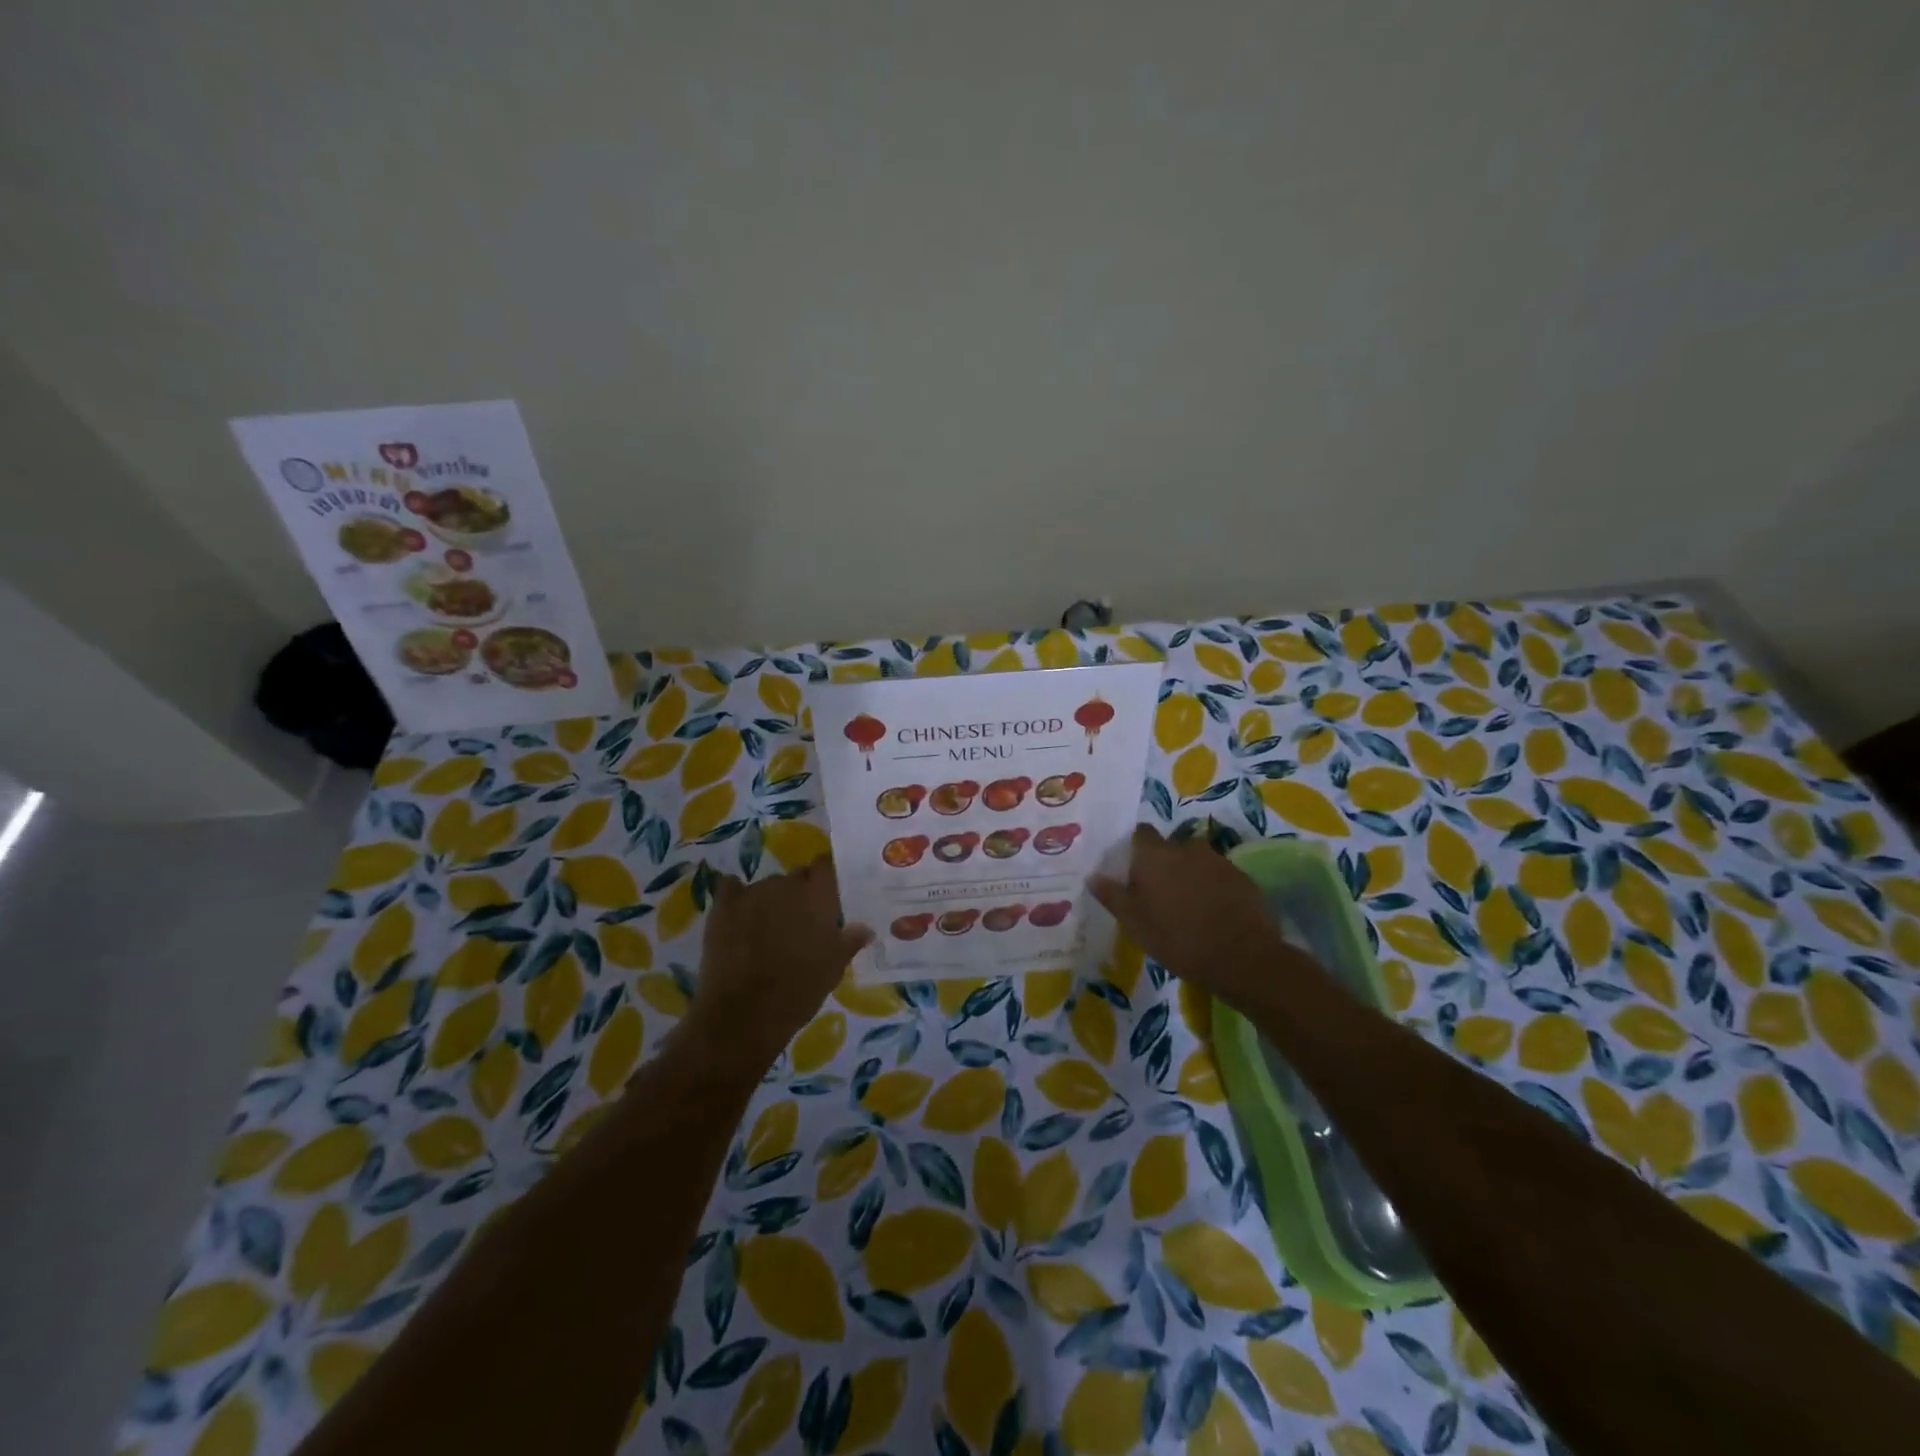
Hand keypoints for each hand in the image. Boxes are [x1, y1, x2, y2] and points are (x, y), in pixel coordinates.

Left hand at [682, 857, 872, 1077]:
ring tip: (768, 928)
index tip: (827, 893)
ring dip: (771, 900)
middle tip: (800, 920)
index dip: (826, 877)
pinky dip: (736, 896)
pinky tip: (738, 913)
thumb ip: (850, 941)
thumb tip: (865, 928)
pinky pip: (731, 888)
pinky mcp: (723, 906)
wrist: (745, 1013)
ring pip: (767, 886)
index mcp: (818, 896)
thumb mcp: (834, 968)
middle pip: (796, 876)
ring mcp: (752, 892)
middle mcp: (786, 885)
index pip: (826, 865)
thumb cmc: (800, 990)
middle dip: (799, 892)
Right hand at [1089, 826, 1293, 1007]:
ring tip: (1188, 906)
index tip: (1133, 869)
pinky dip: (1213, 888)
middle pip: (1170, 848)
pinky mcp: (1242, 878)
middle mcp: (1186, 848)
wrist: (1242, 957)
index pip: (1141, 833)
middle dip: (1164, 864)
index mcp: (1155, 855)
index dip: (1136, 848)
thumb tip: (1093, 875)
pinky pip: (1219, 876)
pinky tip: (1213, 914)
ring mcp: (1218, 861)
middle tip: (1159, 894)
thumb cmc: (1177, 938)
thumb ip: (1112, 895)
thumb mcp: (1134, 922)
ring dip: (1190, 876)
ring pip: (1196, 861)